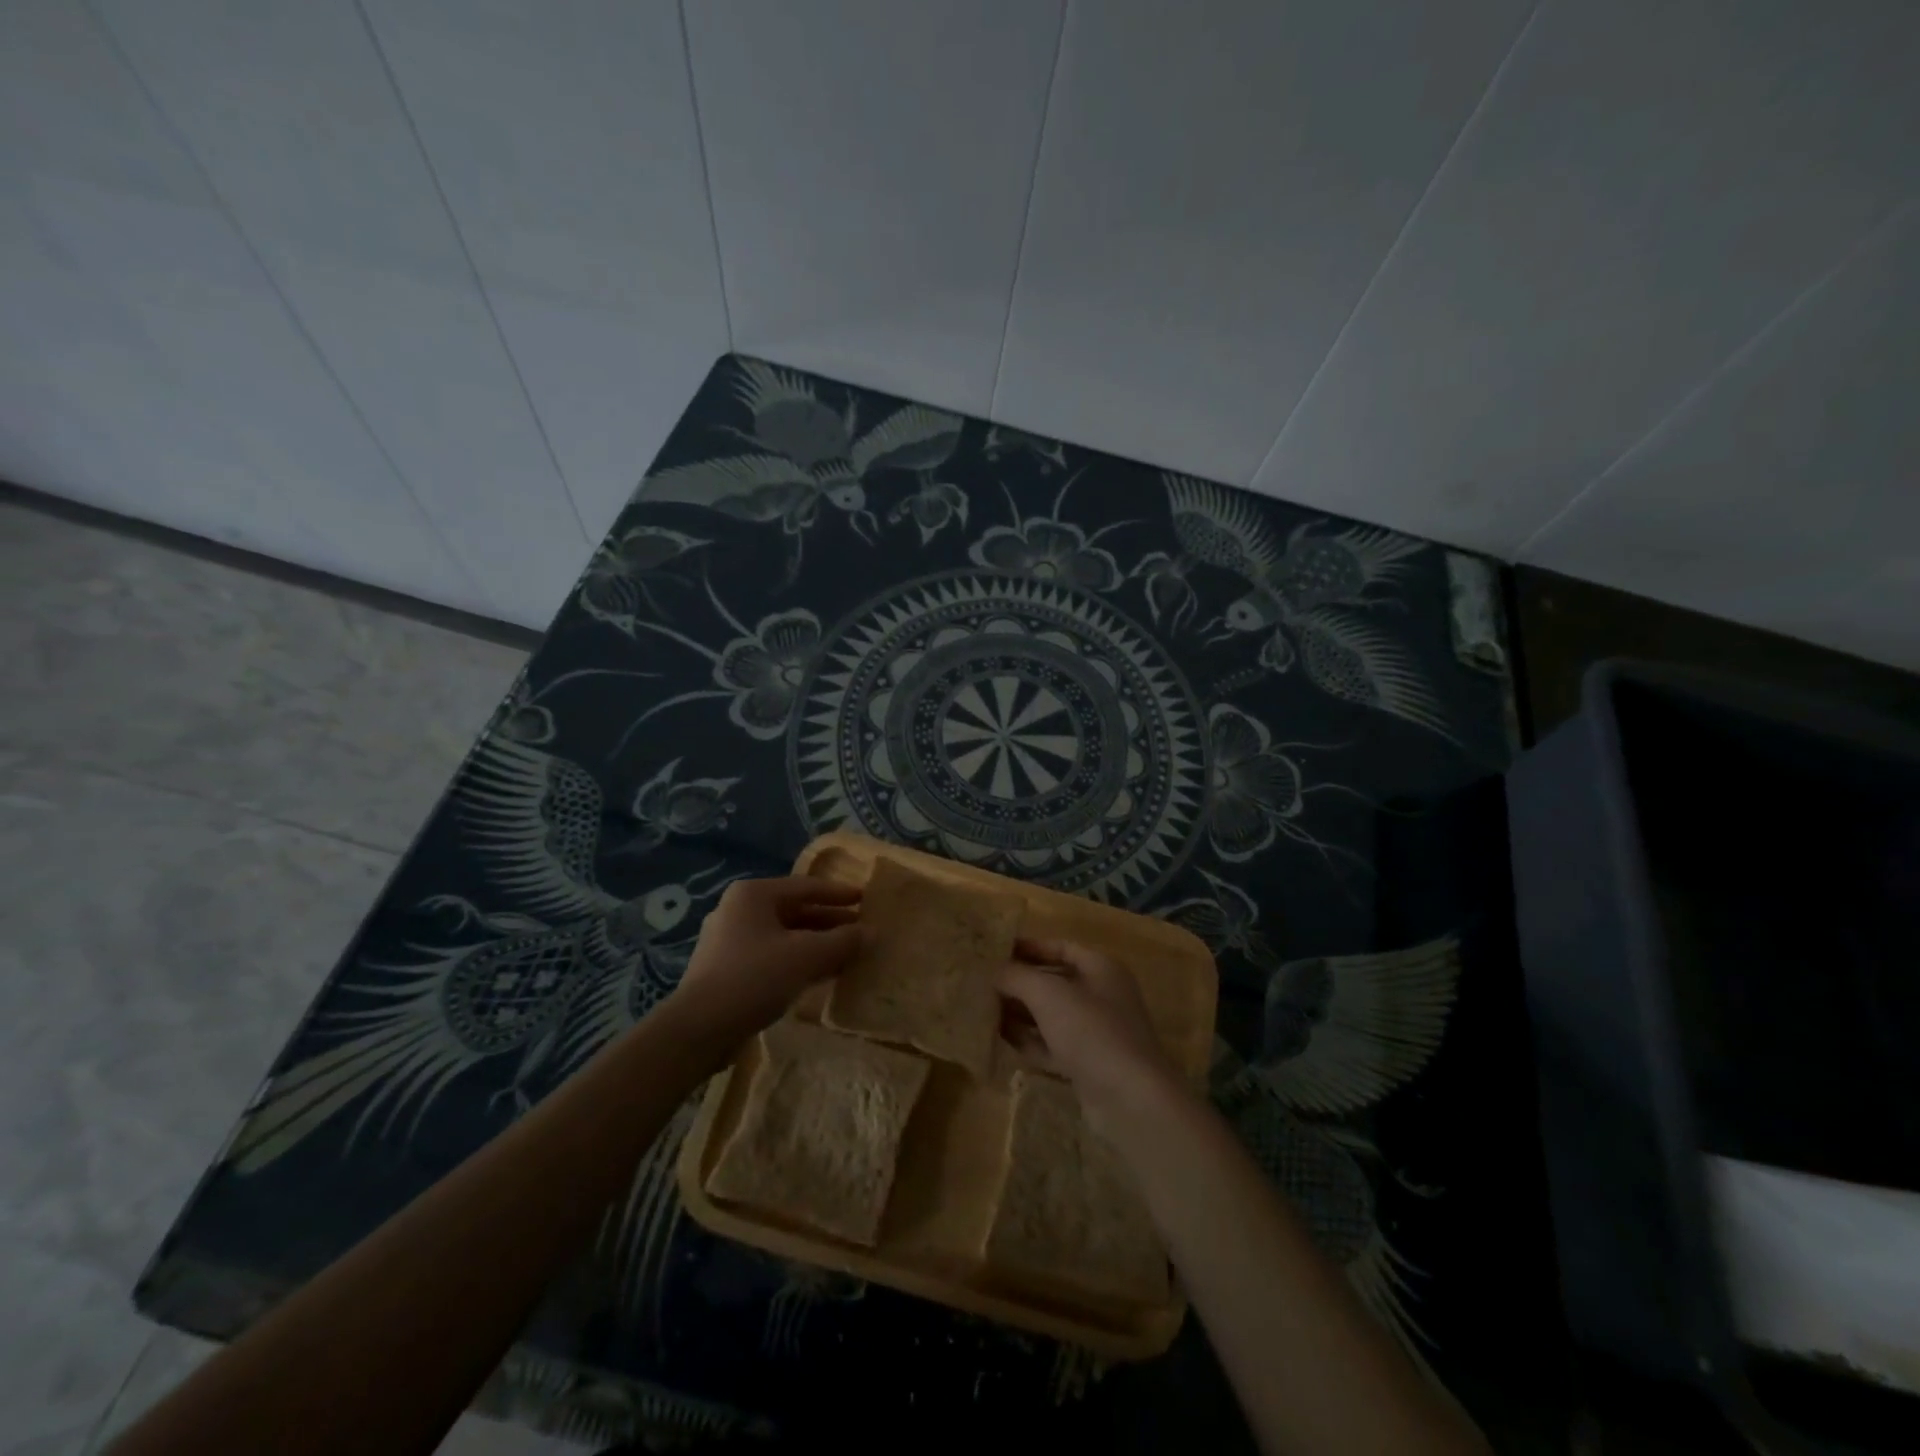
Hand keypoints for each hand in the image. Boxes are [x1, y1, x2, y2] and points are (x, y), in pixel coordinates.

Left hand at [668, 876, 862, 1051]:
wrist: (697, 1030)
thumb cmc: (753, 978)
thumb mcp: (806, 956)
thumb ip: (843, 941)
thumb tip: (873, 932)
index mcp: (754, 894)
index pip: (806, 887)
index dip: (839, 894)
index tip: (866, 899)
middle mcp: (739, 910)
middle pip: (795, 910)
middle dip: (830, 922)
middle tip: (861, 930)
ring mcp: (730, 940)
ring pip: (784, 935)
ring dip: (816, 944)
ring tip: (847, 954)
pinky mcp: (727, 969)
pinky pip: (772, 956)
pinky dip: (798, 960)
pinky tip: (819, 975)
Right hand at [996, 938, 1184, 1139]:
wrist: (1130, 1100)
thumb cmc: (1092, 1031)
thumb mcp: (1049, 994)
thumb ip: (1017, 976)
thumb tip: (993, 970)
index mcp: (1101, 968)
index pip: (1061, 947)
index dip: (1029, 947)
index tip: (995, 951)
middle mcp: (1101, 996)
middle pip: (1054, 982)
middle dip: (1019, 983)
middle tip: (982, 983)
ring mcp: (1096, 1033)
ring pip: (1051, 1016)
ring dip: (1020, 1013)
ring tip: (982, 1009)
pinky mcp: (1087, 1066)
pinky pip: (1052, 1045)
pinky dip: (1029, 1041)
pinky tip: (1000, 1039)